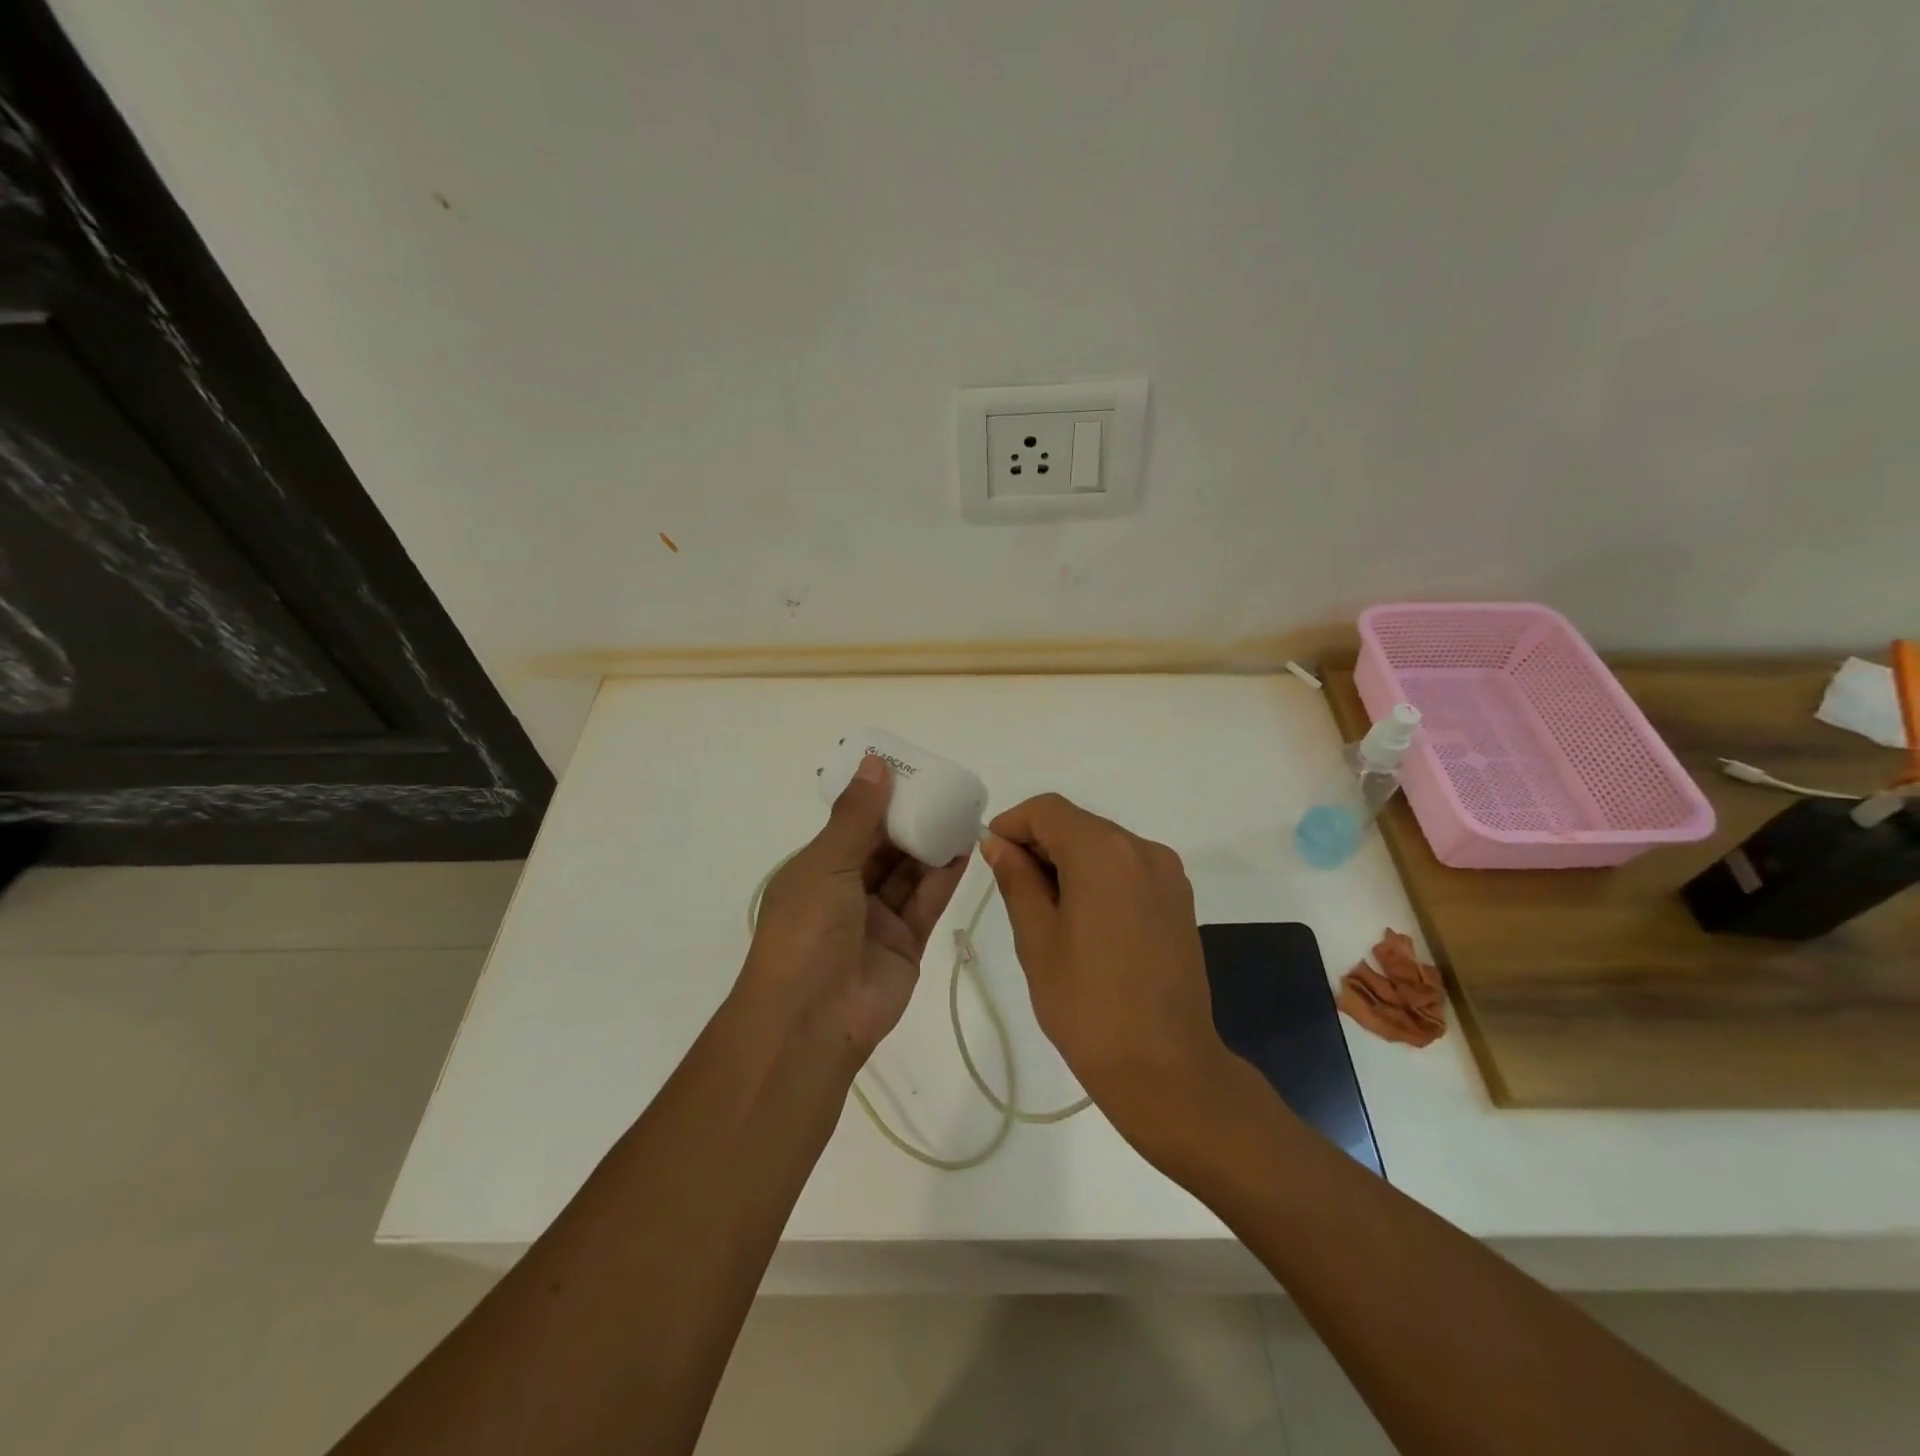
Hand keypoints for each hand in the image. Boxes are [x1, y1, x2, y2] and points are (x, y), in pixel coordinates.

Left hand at [741, 755, 969, 1058]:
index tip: (909, 770)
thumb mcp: (825, 863)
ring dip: (932, 843)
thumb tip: (875, 763)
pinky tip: (965, 847)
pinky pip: (927, 901)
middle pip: (884, 847)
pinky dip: (944, 875)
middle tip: (944, 787)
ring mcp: (877, 918)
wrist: (812, 1020)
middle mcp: (846, 891)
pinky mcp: (906, 942)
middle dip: (911, 819)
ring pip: (909, 872)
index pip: (851, 825)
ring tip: (962, 810)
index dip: (879, 797)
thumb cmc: (807, 931)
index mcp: (816, 870)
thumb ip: (856, 816)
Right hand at [981, 793, 1237, 1156]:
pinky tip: (1083, 919)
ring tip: (1046, 909)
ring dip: (1069, 861)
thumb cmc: (1087, 1004)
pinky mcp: (1180, 900)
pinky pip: (1129, 868)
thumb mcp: (1037, 938)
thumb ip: (1017, 880)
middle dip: (1040, 843)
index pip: (1048, 810)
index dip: (1013, 824)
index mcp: (1104, 852)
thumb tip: (999, 844)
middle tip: (1011, 886)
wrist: (1164, 1067)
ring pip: (1104, 845)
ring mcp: (1168, 874)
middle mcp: (1142, 849)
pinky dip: (1099, 876)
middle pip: (1079, 824)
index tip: (991, 855)